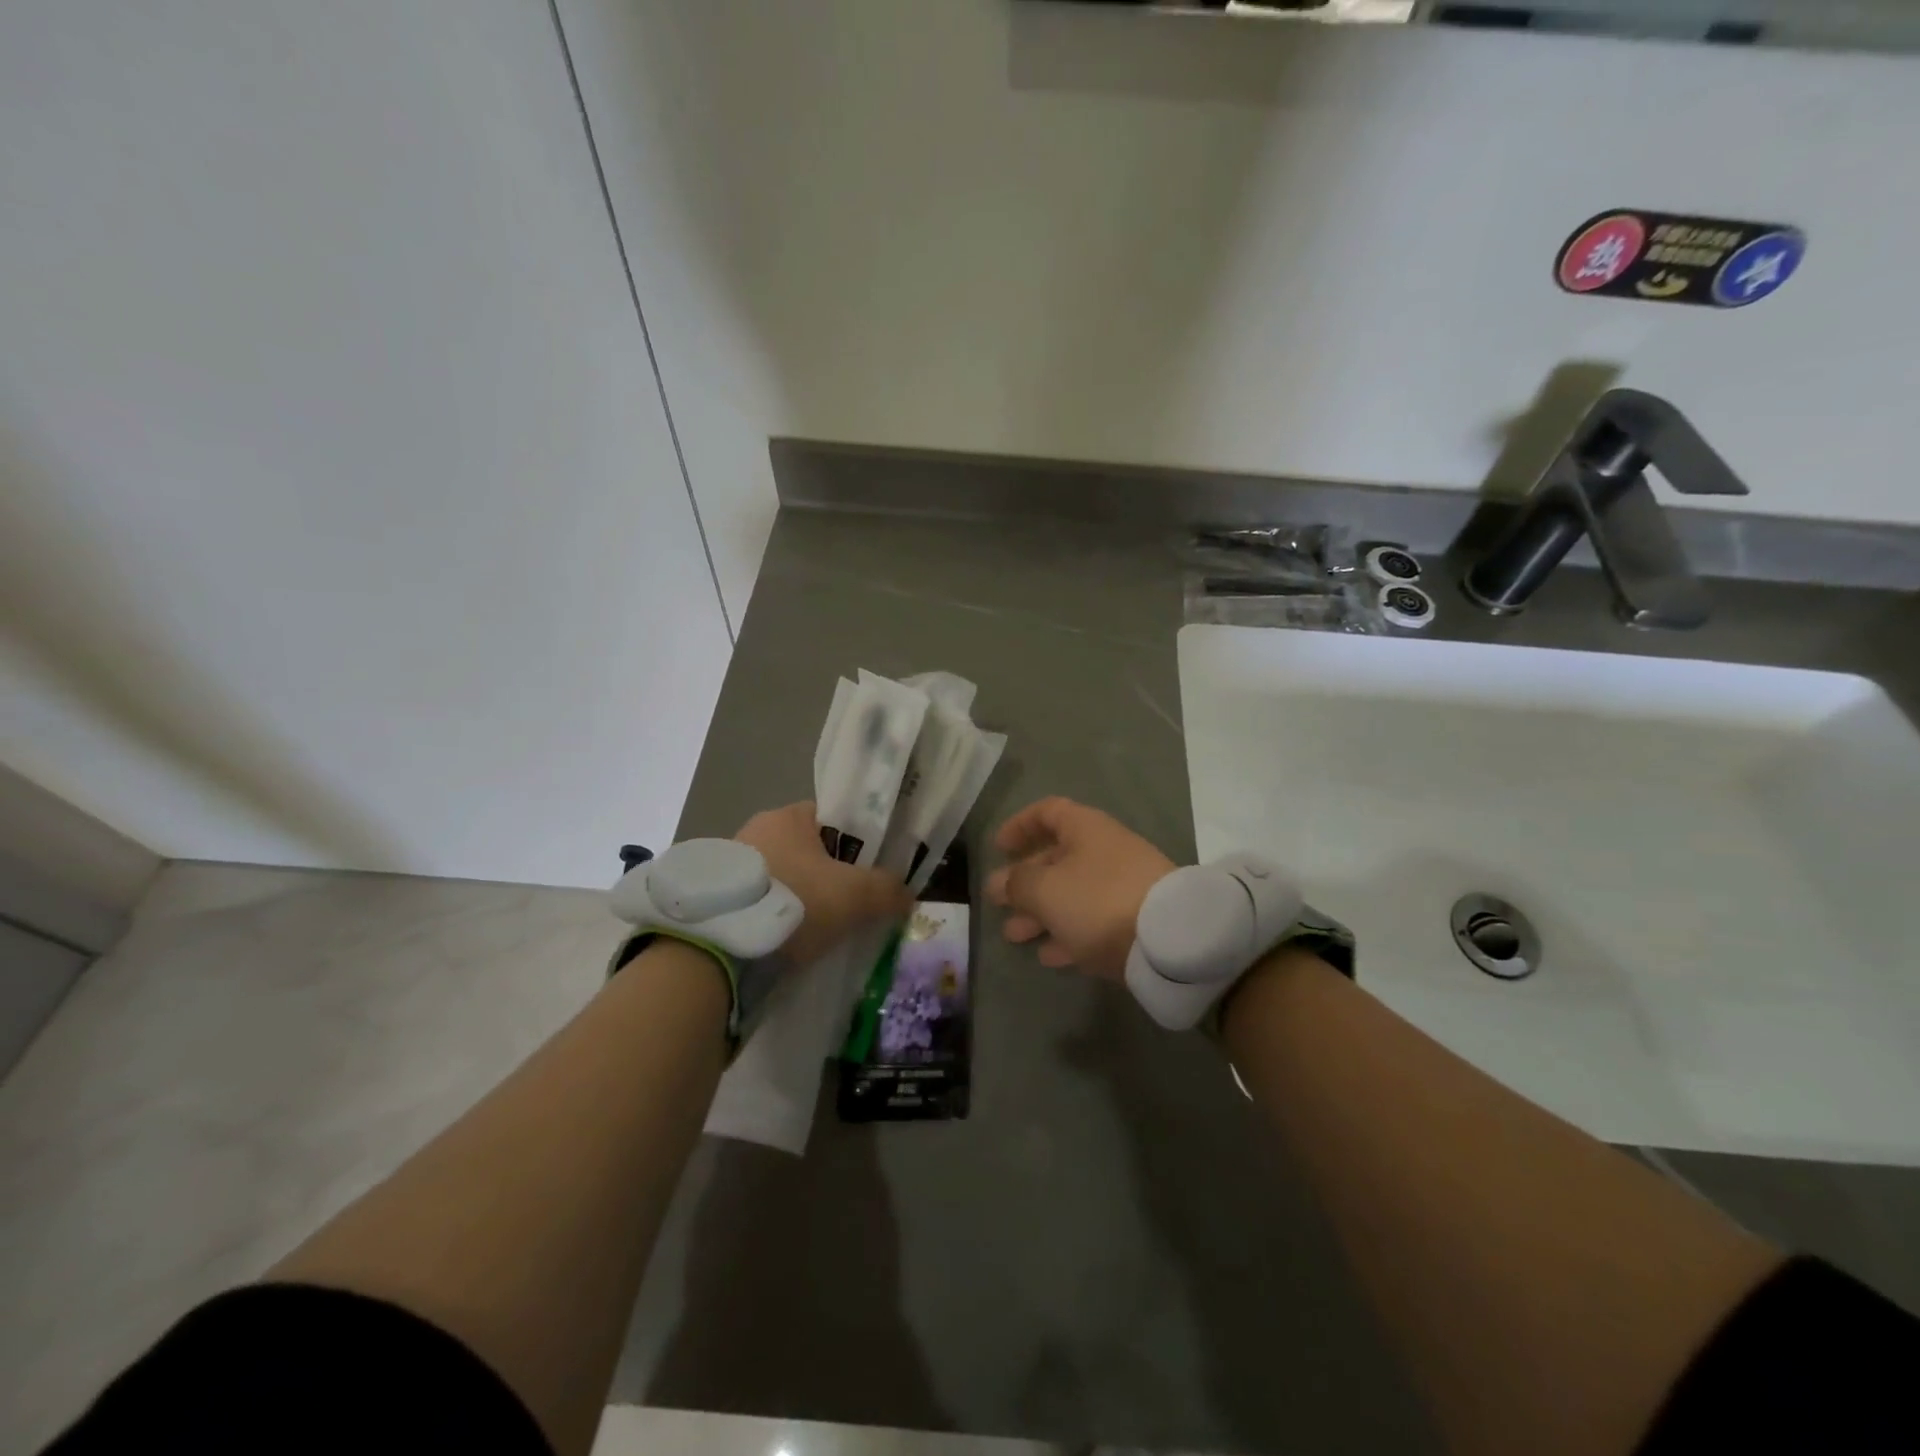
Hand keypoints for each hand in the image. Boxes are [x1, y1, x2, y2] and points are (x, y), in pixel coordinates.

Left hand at [735, 802, 911, 965]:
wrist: (722, 945)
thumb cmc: (796, 901)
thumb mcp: (855, 895)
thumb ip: (887, 889)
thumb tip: (907, 894)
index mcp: (788, 816)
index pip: (831, 819)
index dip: (855, 843)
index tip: (866, 873)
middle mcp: (755, 830)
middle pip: (808, 850)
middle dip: (828, 875)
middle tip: (848, 906)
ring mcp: (730, 864)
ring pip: (783, 877)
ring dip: (800, 898)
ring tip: (817, 931)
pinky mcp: (717, 897)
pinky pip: (759, 901)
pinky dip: (775, 916)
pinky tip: (787, 941)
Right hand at [987, 797, 1175, 978]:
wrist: (1169, 939)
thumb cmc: (1097, 899)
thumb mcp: (1045, 889)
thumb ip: (1017, 884)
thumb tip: (999, 882)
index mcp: (1085, 829)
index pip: (1047, 812)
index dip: (1020, 825)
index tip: (998, 848)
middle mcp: (1105, 851)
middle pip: (1058, 858)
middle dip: (1025, 881)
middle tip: (998, 902)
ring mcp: (1123, 886)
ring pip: (1072, 894)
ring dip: (1040, 912)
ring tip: (1014, 935)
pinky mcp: (1135, 920)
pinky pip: (1092, 922)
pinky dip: (1068, 934)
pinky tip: (1049, 955)